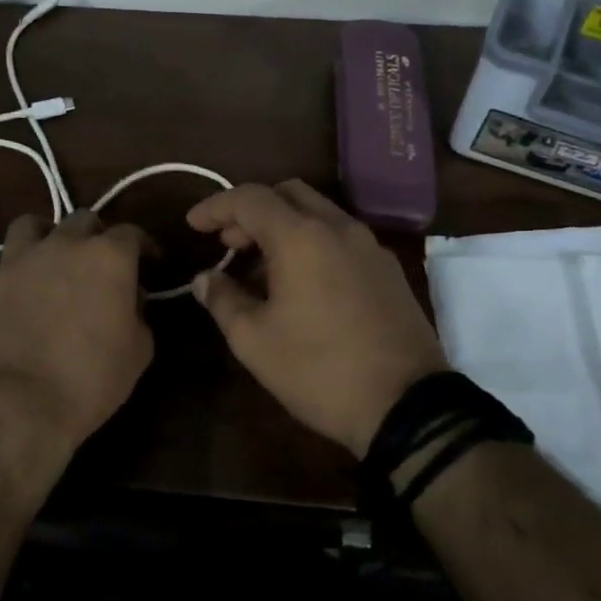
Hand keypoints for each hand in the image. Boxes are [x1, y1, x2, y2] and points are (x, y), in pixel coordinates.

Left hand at [0, 211, 154, 468]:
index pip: (130, 234)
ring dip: (37, 240)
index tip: (149, 263)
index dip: (143, 247)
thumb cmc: (90, 380)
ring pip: (23, 228)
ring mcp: (10, 265)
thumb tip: (127, 300)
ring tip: (41, 261)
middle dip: (93, 236)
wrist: (18, 407)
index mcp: (104, 258)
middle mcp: (56, 247)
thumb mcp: (138, 351)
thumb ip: (136, 313)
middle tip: (96, 263)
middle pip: (79, 220)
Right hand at [186, 181, 447, 455]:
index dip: (215, 207)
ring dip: (284, 227)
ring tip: (261, 269)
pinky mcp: (390, 270)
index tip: (193, 225)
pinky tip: (303, 284)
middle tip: (229, 245)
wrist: (406, 406)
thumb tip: (205, 278)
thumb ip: (223, 300)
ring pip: (319, 214)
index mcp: (301, 237)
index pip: (250, 199)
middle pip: (288, 194)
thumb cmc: (318, 370)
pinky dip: (313, 243)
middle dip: (252, 211)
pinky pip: (342, 238)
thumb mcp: (254, 341)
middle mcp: (339, 228)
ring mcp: (371, 247)